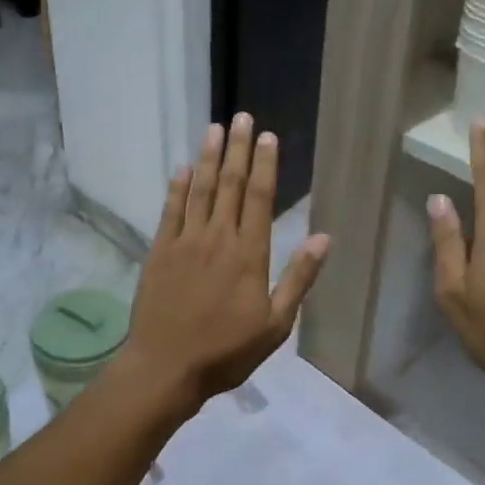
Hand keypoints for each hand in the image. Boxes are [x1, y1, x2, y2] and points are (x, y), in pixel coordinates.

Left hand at [122, 114, 331, 413]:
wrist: (166, 367)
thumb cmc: (227, 351)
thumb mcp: (276, 324)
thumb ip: (298, 278)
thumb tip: (324, 238)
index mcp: (249, 254)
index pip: (259, 197)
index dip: (265, 165)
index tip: (268, 137)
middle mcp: (217, 238)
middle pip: (229, 184)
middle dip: (237, 149)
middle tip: (241, 117)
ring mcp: (185, 241)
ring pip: (200, 190)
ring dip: (208, 157)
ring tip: (214, 129)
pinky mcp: (160, 250)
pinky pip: (171, 210)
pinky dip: (178, 187)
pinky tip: (182, 168)